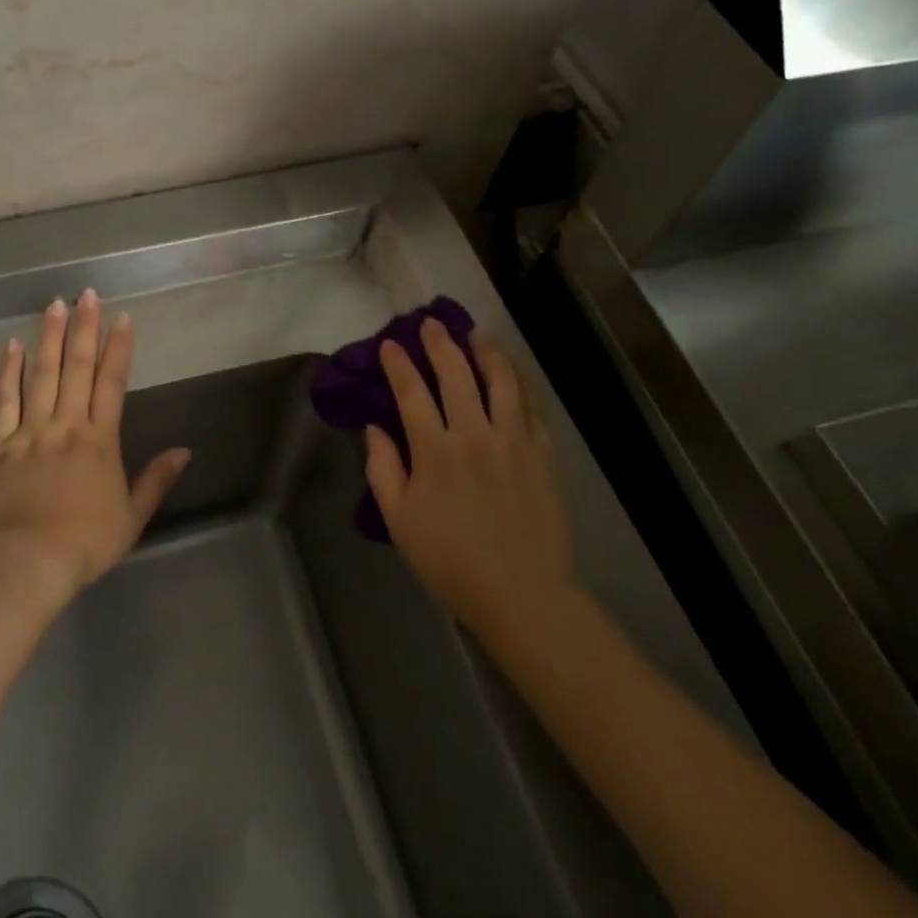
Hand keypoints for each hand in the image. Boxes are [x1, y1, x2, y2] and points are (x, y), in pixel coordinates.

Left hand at [0, 290, 190, 608]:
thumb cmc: (85, 543)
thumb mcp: (132, 517)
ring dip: (49, 338)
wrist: (27, 565)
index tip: (121, 317)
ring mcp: (30, 432)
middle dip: (84, 328)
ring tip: (54, 305)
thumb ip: (157, 480)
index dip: (118, 348)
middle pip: (76, 368)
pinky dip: (7, 372)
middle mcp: (66, 425)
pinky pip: (3, 401)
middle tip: (87, 293)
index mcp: (99, 440)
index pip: (111, 382)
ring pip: (41, 375)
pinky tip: (11, 346)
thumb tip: (184, 451)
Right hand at [364, 321, 572, 639]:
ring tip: (477, 334)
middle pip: (456, 374)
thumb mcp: (398, 520)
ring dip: (486, 351)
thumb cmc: (450, 561)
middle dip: (440, 343)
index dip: (398, 363)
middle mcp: (475, 435)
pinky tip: (511, 376)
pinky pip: (531, 408)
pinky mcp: (543, 455)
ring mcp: (514, 442)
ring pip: (502, 381)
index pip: (412, 392)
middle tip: (431, 323)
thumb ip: (382, 468)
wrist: (522, 594)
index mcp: (436, 451)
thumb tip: (375, 428)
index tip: (390, 343)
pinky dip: (519, 384)